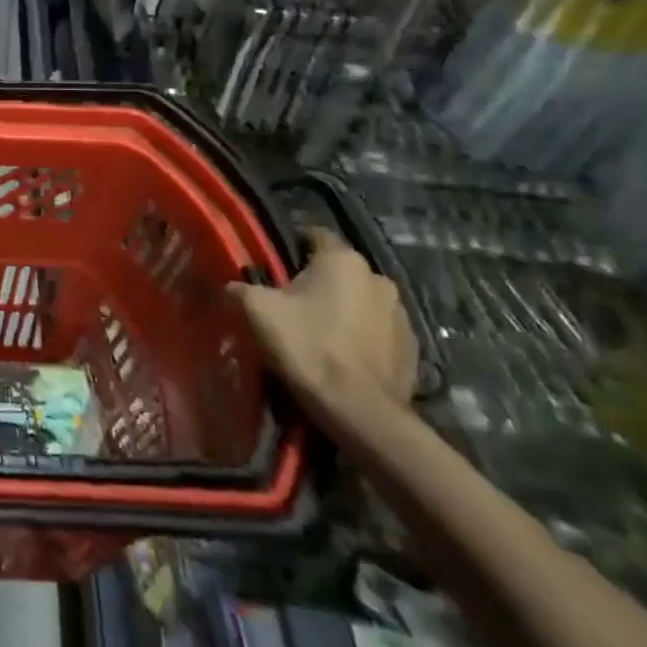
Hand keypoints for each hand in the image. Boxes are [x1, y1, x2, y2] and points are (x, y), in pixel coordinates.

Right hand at [231, 227, 417, 417]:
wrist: (359, 412)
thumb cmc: (307, 347)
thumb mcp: (256, 310)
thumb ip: (240, 288)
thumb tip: (233, 287)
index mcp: (343, 260)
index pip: (314, 234)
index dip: (291, 245)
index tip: (273, 266)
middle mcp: (378, 278)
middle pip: (339, 270)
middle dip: (317, 281)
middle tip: (290, 303)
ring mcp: (402, 315)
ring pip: (361, 300)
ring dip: (343, 309)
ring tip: (318, 333)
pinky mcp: (413, 349)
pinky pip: (378, 331)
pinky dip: (361, 336)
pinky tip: (342, 356)